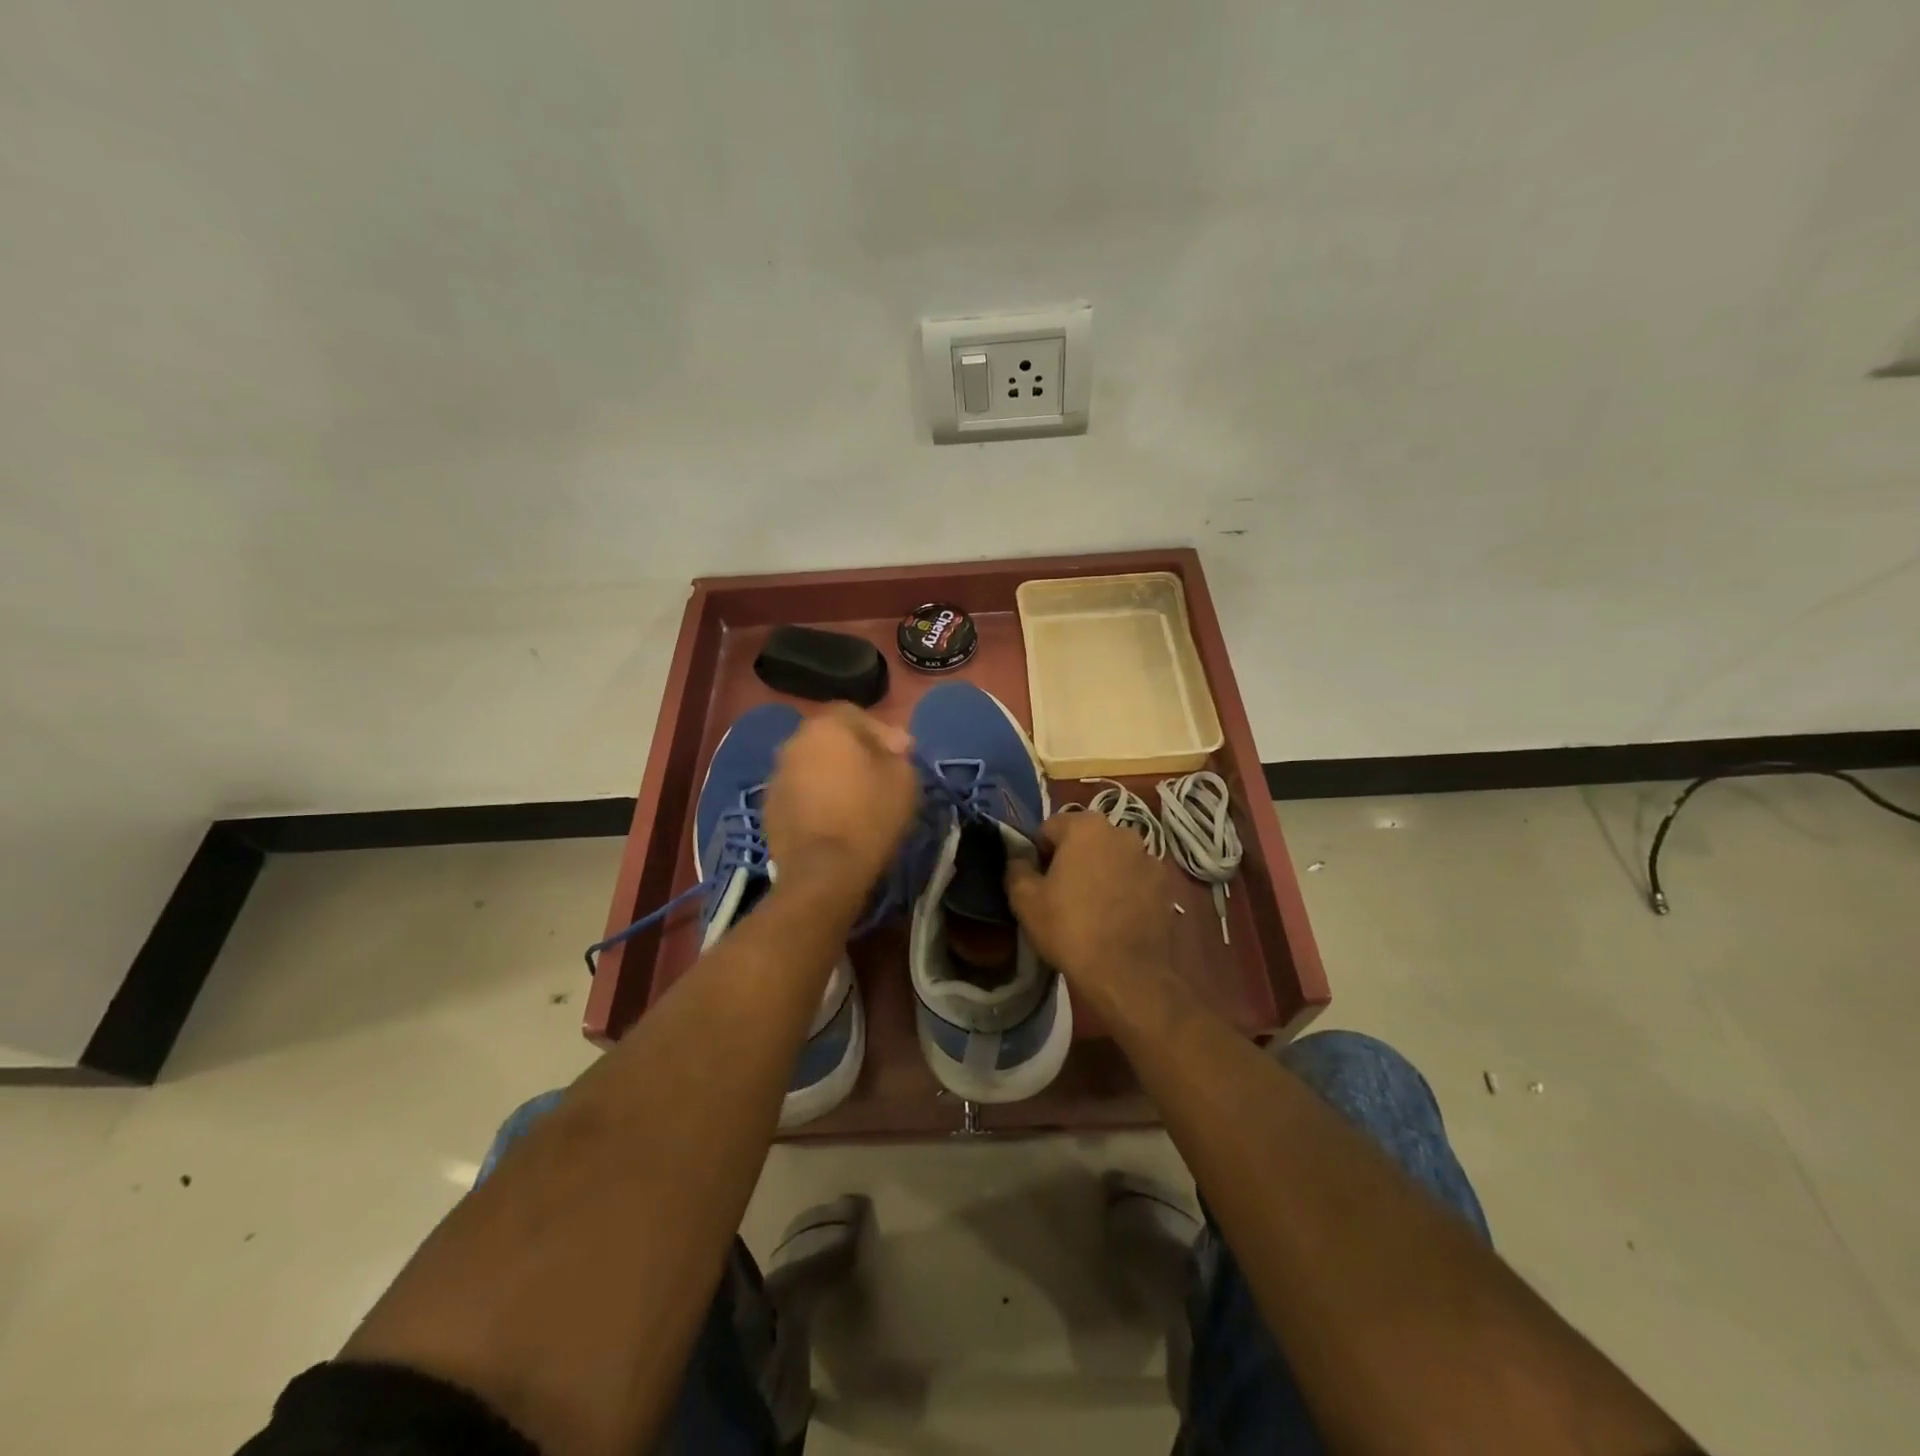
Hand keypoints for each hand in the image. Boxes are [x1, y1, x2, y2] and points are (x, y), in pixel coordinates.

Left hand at [763, 705, 919, 897]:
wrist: (823, 871)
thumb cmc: (869, 816)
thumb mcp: (904, 779)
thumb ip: (898, 752)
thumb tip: (892, 744)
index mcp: (827, 726)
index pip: (855, 714)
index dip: (880, 732)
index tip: (898, 755)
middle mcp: (794, 742)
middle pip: (829, 738)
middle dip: (853, 751)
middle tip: (876, 775)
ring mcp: (776, 775)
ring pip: (811, 765)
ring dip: (830, 774)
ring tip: (853, 799)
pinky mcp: (769, 807)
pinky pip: (798, 792)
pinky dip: (814, 798)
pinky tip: (832, 819)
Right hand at [1006, 811, 1174, 1011]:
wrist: (1127, 973)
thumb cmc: (1069, 928)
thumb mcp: (1025, 900)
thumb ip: (1017, 868)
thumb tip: (1019, 859)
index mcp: (1086, 827)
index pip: (1050, 828)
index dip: (1039, 852)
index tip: (1037, 880)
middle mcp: (1122, 832)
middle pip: (1086, 839)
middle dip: (1073, 858)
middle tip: (1062, 893)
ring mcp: (1150, 858)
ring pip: (1113, 858)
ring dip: (1101, 872)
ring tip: (1093, 908)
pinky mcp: (1166, 886)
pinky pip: (1136, 879)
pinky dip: (1125, 890)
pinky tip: (1117, 918)